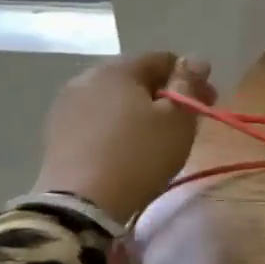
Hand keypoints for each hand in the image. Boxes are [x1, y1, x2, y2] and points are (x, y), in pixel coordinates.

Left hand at [32, 52, 216, 222]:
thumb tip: (196, 59)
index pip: (163, 59)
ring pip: (116, 99)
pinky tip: (128, 149)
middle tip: (186, 121)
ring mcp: (66, 107)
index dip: (191, 77)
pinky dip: (118, 127)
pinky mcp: (56, 134)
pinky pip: (98, 120)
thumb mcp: (178, 119)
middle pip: (137, 78)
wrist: (81, 204)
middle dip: (165, 94)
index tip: (208, 102)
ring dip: (140, 110)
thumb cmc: (140, 155)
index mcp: (117, 69)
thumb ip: (189, 84)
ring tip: (157, 137)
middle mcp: (86, 79)